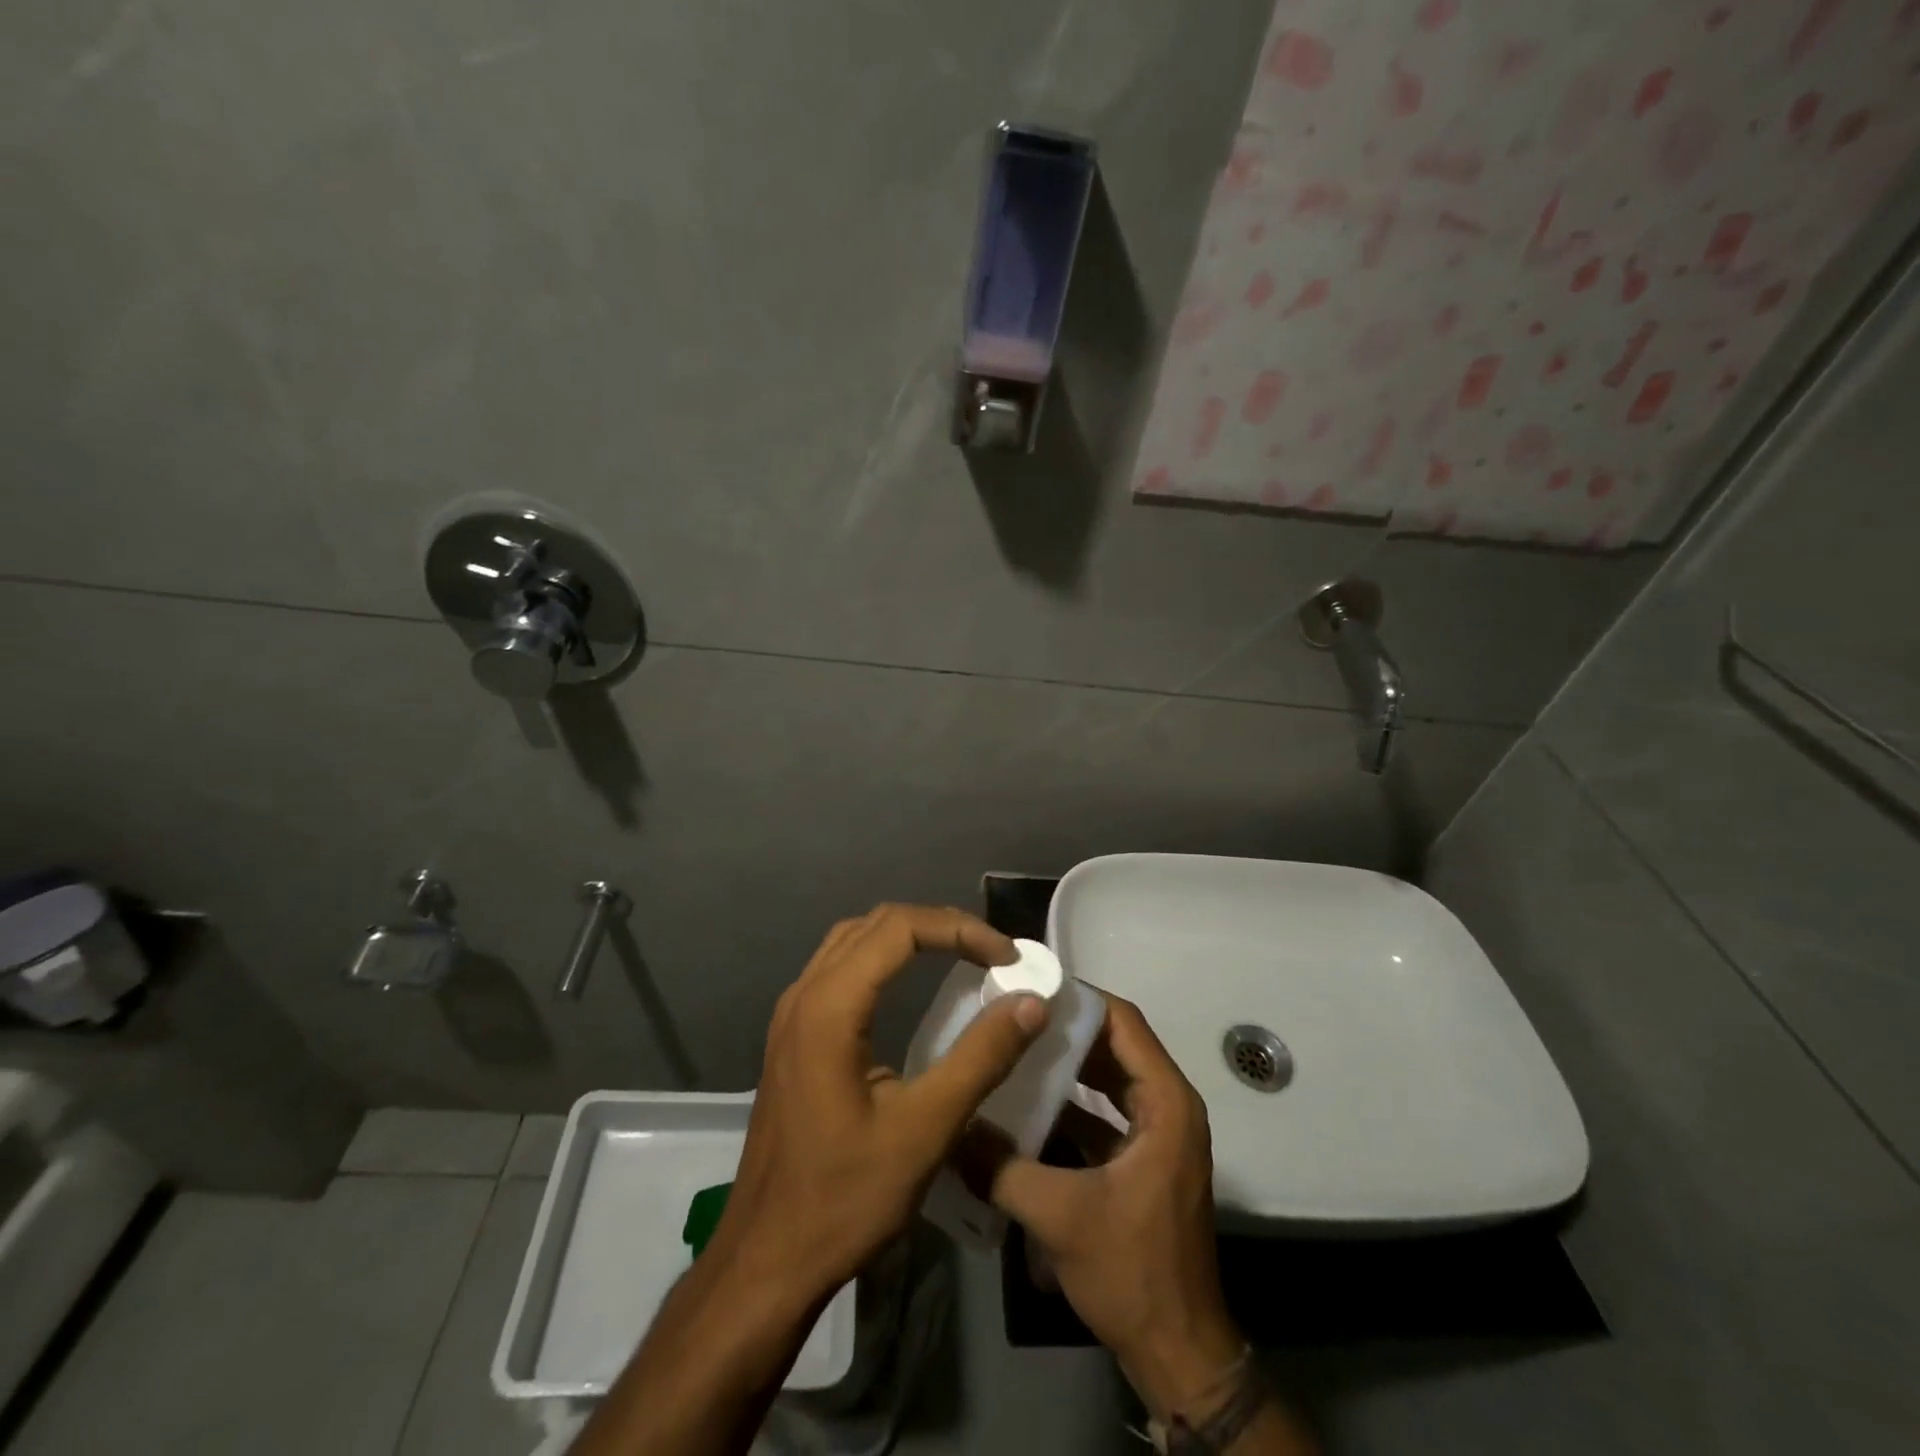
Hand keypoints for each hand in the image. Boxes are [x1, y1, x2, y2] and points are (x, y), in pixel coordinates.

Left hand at [707, 904, 1048, 1309]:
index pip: (900, 927)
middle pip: (877, 923)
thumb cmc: (844, 1198)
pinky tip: (911, 985)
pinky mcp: (793, 1036)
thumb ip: (980, 1058)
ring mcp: (792, 1014)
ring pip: (855, 939)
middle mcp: (804, 993)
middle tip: (992, 954)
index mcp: (829, 1006)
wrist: (765, 1261)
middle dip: (940, 926)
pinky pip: (841, 966)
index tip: (1008, 957)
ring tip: (961, 957)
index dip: (960, 929)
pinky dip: (885, 958)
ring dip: (910, 936)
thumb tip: (1031, 1001)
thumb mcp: (925, 1131)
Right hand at [984, 994, 1244, 1419]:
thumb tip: (950, 1128)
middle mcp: (1168, 1107)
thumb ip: (1000, 1166)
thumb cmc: (1132, 1270)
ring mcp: (1158, 1135)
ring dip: (1067, 1065)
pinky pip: (1105, 1112)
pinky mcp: (1143, 1160)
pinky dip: (1071, 1103)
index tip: (1032, 987)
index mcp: (1166, 1103)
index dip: (1081, 999)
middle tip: (1014, 1014)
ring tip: (1014, 1049)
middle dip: (1066, 1029)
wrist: (1178, 1352)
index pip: (1124, 1023)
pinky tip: (1025, 1105)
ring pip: (1109, 1078)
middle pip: (1116, 1045)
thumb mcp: (1059, 1215)